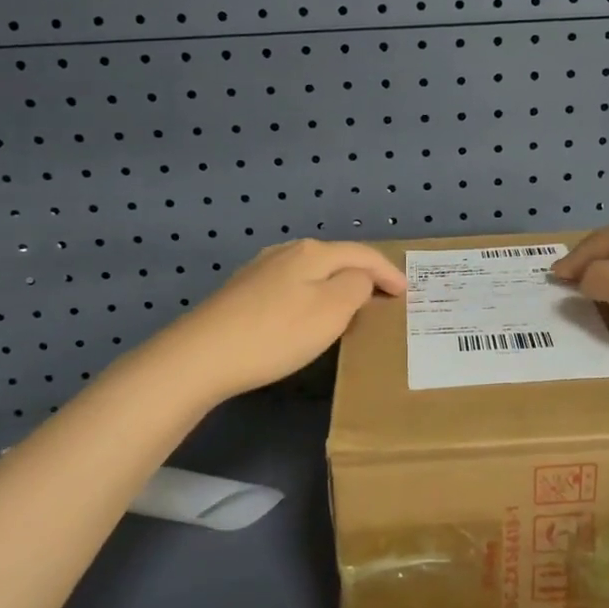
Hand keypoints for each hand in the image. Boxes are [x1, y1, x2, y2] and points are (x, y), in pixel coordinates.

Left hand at [143, 239, 406, 403]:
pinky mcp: (242, 292)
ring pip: (312, 271)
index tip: (407, 292)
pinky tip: (307, 312)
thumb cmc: (276, 333)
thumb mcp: (331, 310)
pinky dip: (312, 294)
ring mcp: (260, 270)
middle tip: (384, 296)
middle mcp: (287, 251)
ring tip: (351, 304)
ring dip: (336, 284)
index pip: (362, 254)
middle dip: (363, 275)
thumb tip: (359, 278)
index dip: (388, 272)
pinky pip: (292, 285)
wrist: (201, 356)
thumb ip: (356, 287)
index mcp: (313, 252)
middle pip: (336, 258)